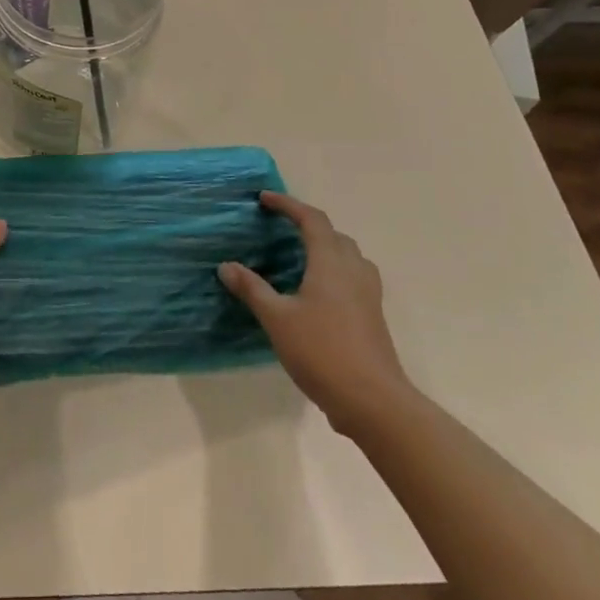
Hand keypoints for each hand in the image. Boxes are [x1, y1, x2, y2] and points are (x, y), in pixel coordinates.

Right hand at [219, 192, 415, 436]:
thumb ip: (252, 289)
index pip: (311, 219)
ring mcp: (368, 294)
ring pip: (349, 256)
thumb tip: (226, 266)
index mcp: (331, 262)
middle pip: (334, 235)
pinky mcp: (373, 316)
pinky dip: (334, 270)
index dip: (288, 205)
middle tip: (281, 226)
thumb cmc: (321, 351)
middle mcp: (354, 270)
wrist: (373, 400)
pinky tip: (318, 291)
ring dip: (326, 246)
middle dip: (308, 224)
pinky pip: (354, 277)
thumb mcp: (277, 319)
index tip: (264, 199)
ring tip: (300, 255)